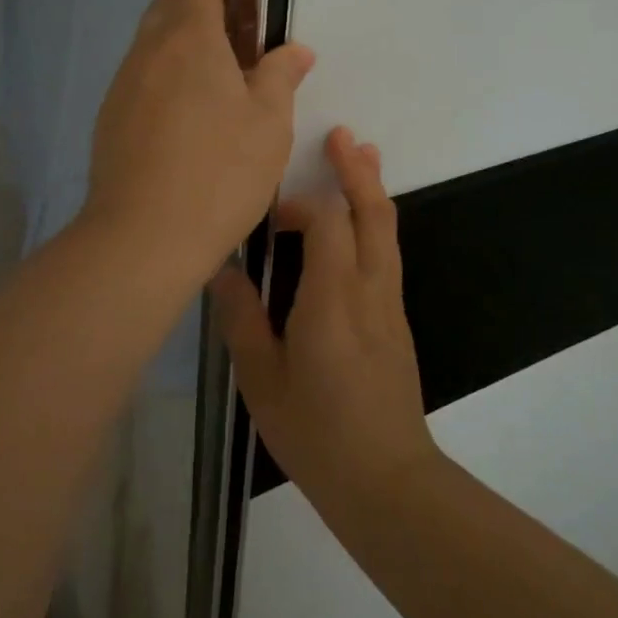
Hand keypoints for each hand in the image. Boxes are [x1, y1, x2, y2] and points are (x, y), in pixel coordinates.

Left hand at [83, 0, 315, 288]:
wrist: (143, 235)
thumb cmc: (220, 171)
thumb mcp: (270, 122)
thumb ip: (281, 74)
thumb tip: (293, 49)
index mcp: (189, 35)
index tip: (260, 9)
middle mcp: (148, 49)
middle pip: (174, 5)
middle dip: (209, 12)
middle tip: (245, 49)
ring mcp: (123, 83)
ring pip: (154, 43)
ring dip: (186, 48)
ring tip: (222, 89)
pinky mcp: (110, 117)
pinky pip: (141, 78)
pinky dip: (166, 79)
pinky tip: (189, 123)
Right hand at [215, 126, 441, 514]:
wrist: (388, 483)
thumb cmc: (317, 432)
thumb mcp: (262, 379)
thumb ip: (241, 318)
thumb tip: (221, 268)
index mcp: (332, 298)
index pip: (326, 221)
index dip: (299, 204)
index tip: (271, 217)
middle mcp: (369, 290)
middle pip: (372, 213)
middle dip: (357, 170)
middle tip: (342, 134)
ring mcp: (389, 305)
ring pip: (387, 231)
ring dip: (372, 189)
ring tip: (361, 154)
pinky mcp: (396, 321)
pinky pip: (387, 254)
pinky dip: (374, 222)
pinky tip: (358, 222)